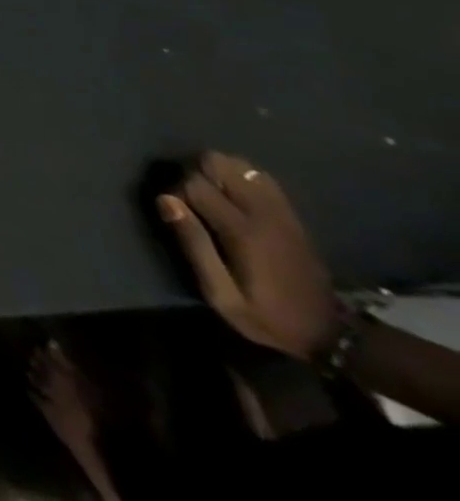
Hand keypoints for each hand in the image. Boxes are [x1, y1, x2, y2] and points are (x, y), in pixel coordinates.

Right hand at [157, 152, 335, 360]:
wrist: (334, 337)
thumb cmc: (268, 317)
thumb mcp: (222, 296)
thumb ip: (194, 245)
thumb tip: (165, 199)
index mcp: (243, 232)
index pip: (195, 183)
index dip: (178, 192)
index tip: (179, 214)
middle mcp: (263, 214)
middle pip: (219, 163)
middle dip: (198, 174)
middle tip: (196, 201)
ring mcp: (282, 213)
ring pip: (241, 165)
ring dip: (220, 173)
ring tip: (215, 197)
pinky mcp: (293, 217)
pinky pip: (262, 178)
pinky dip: (242, 178)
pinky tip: (237, 197)